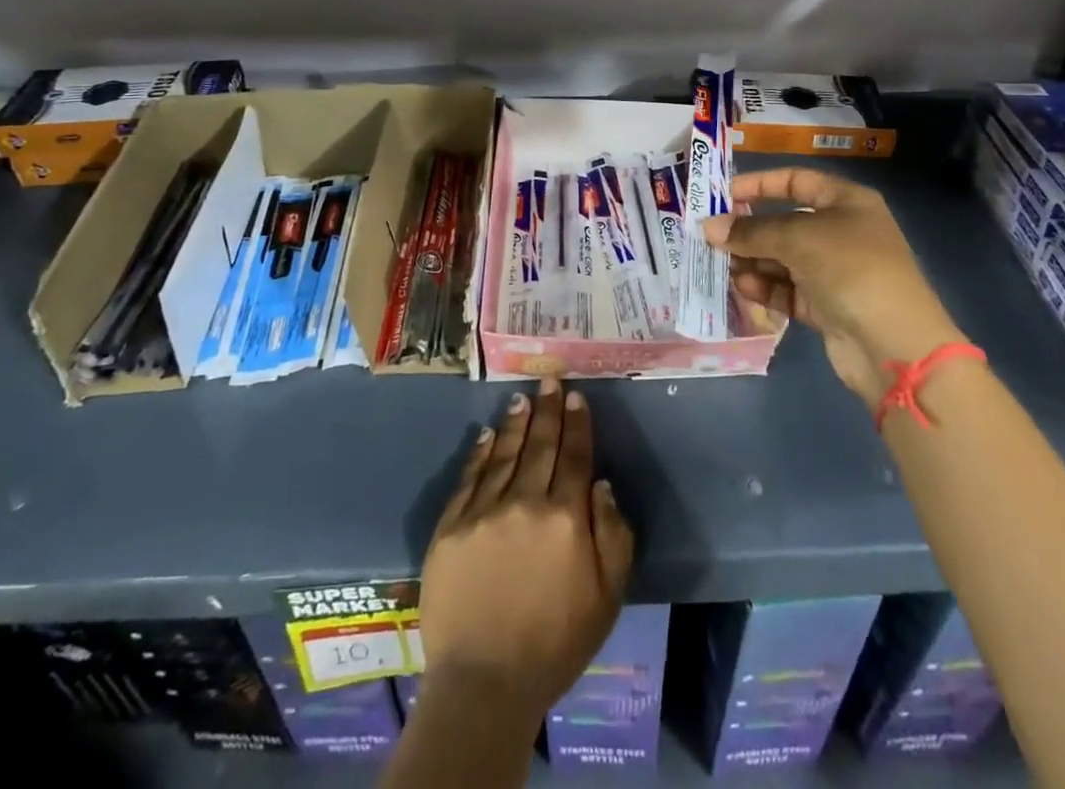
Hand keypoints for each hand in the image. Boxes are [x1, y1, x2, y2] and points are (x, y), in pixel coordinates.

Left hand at [419, 378, 634, 730]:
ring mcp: (484, 512)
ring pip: (504, 454)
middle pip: (540, 446)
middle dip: (548, 410)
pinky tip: (487, 434)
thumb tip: (601, 484)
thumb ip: (612, 535)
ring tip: (522, 397)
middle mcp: (525, 503)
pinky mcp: (451, 527)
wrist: (485, 683)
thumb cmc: (556, 643)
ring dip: (516, 423)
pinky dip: (480, 452)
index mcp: (565, 518)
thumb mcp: (607, 597)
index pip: (573, 457)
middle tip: (549, 380)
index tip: (576, 397)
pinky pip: (469, 478)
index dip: (577, 424)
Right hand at [704, 168, 966, 408]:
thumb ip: (751, 231)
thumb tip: (709, 227)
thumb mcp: (797, 238)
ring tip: (721, 265)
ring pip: (783, 259)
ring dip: (752, 261)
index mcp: (846, 202)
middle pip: (785, 223)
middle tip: (711, 237)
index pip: (797, 181)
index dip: (760, 185)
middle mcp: (841, 232)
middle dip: (749, 230)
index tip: (724, 194)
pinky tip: (742, 287)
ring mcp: (835, 271)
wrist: (894, 344)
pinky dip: (765, 287)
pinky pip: (788, 289)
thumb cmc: (850, 268)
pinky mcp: (826, 306)